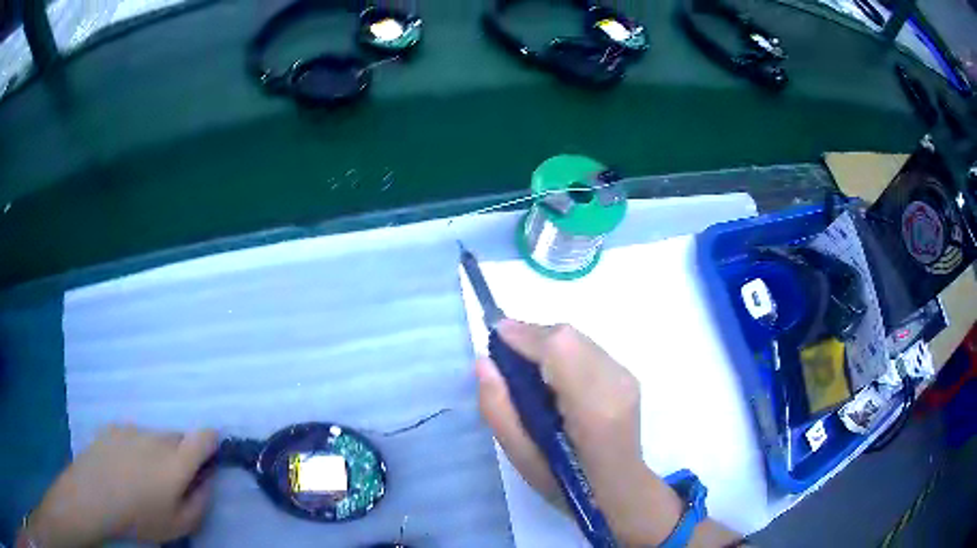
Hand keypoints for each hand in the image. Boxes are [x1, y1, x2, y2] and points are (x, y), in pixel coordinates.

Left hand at [21, 425, 216, 547]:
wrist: (93, 496)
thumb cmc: (140, 518)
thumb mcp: (179, 525)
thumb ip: (201, 502)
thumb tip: (206, 481)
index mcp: (177, 462)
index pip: (204, 436)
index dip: (212, 444)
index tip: (207, 462)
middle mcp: (157, 438)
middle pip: (179, 436)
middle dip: (182, 455)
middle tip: (171, 482)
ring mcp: (132, 429)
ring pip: (155, 436)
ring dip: (158, 452)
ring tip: (142, 478)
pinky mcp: (113, 428)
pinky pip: (134, 435)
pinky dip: (136, 448)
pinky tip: (123, 468)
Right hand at [476, 320, 738, 546]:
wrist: (619, 489)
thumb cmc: (566, 483)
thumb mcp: (522, 458)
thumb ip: (499, 410)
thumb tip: (484, 363)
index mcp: (593, 407)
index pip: (560, 349)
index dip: (525, 335)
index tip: (494, 334)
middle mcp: (616, 381)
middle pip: (569, 336)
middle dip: (533, 336)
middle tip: (505, 354)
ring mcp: (626, 377)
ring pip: (579, 339)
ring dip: (547, 344)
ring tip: (524, 364)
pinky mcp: (627, 376)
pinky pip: (587, 349)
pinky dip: (563, 352)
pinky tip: (551, 375)